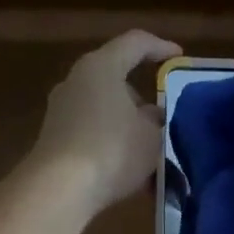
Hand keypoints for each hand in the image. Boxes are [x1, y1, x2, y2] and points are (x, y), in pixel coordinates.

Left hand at [29, 30, 178, 216]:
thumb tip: (150, 116)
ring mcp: (61, 111)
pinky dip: (112, 146)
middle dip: (142, 99)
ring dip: (127, 126)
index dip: (161, 47)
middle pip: (116, 79)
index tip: (179, 57)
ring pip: (104, 110)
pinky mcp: (54, 139)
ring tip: (150, 152)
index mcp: (101, 67)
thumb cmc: (112, 150)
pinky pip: (92, 134)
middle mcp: (76, 82)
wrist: (58, 190)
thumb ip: (156, 120)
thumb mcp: (151, 136)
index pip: (135, 43)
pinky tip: (129, 172)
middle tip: (164, 120)